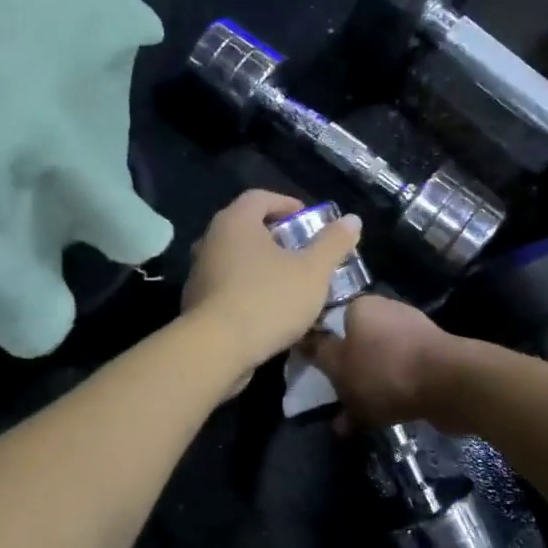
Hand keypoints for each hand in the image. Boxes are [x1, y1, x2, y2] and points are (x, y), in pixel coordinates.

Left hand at [182, 190, 362, 387]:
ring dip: (262, 266)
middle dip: (276, 237)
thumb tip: (352, 220)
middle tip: (303, 252)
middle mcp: (211, 240)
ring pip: (236, 259)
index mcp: (235, 222)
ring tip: (289, 283)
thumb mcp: (312, 271)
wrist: (216, 350)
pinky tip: (269, 310)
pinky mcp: (196, 303)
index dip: (287, 204)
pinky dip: (248, 289)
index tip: (308, 221)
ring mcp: (200, 272)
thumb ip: (333, 243)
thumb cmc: (268, 300)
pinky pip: (227, 286)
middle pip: (246, 228)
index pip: (259, 197)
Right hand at [302, 294, 461, 429]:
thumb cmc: (385, 370)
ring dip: (369, 390)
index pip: (332, 322)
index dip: (322, 348)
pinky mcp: (434, 359)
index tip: (317, 374)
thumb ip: (319, 355)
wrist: (450, 384)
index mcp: (363, 306)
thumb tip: (304, 342)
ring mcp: (415, 336)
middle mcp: (389, 313)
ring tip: (356, 420)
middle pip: (357, 345)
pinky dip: (392, 396)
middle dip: (348, 375)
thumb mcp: (339, 365)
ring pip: (380, 364)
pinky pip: (402, 378)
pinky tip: (383, 420)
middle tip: (338, 401)